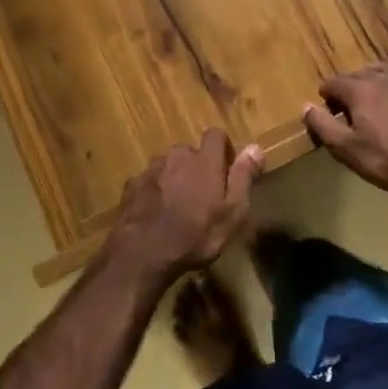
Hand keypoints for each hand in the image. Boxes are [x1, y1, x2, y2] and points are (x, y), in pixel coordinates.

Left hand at [106, 129, 262, 284]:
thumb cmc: (195, 235)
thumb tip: (256, 147)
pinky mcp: (131, 184)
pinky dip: (155, 190)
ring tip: (178, 207)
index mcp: (204, 160)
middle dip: (198, 167)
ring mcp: (151, 169)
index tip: (228, 171)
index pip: (216, 135)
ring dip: (176, 178)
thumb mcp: (232, 212)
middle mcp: (176, 156)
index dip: (224, 149)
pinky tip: (157, 213)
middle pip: (191, 152)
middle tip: (203, 196)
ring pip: (168, 166)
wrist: (142, 253)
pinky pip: (150, 181)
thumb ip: (243, 177)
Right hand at [303, 61, 387, 198]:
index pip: (332, 83)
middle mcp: (382, 76)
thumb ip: (323, 126)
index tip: (330, 115)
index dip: (327, 98)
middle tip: (350, 113)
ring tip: (373, 97)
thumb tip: (305, 106)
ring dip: (373, 79)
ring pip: (384, 68)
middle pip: (357, 75)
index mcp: (359, 90)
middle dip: (349, 89)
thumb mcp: (348, 150)